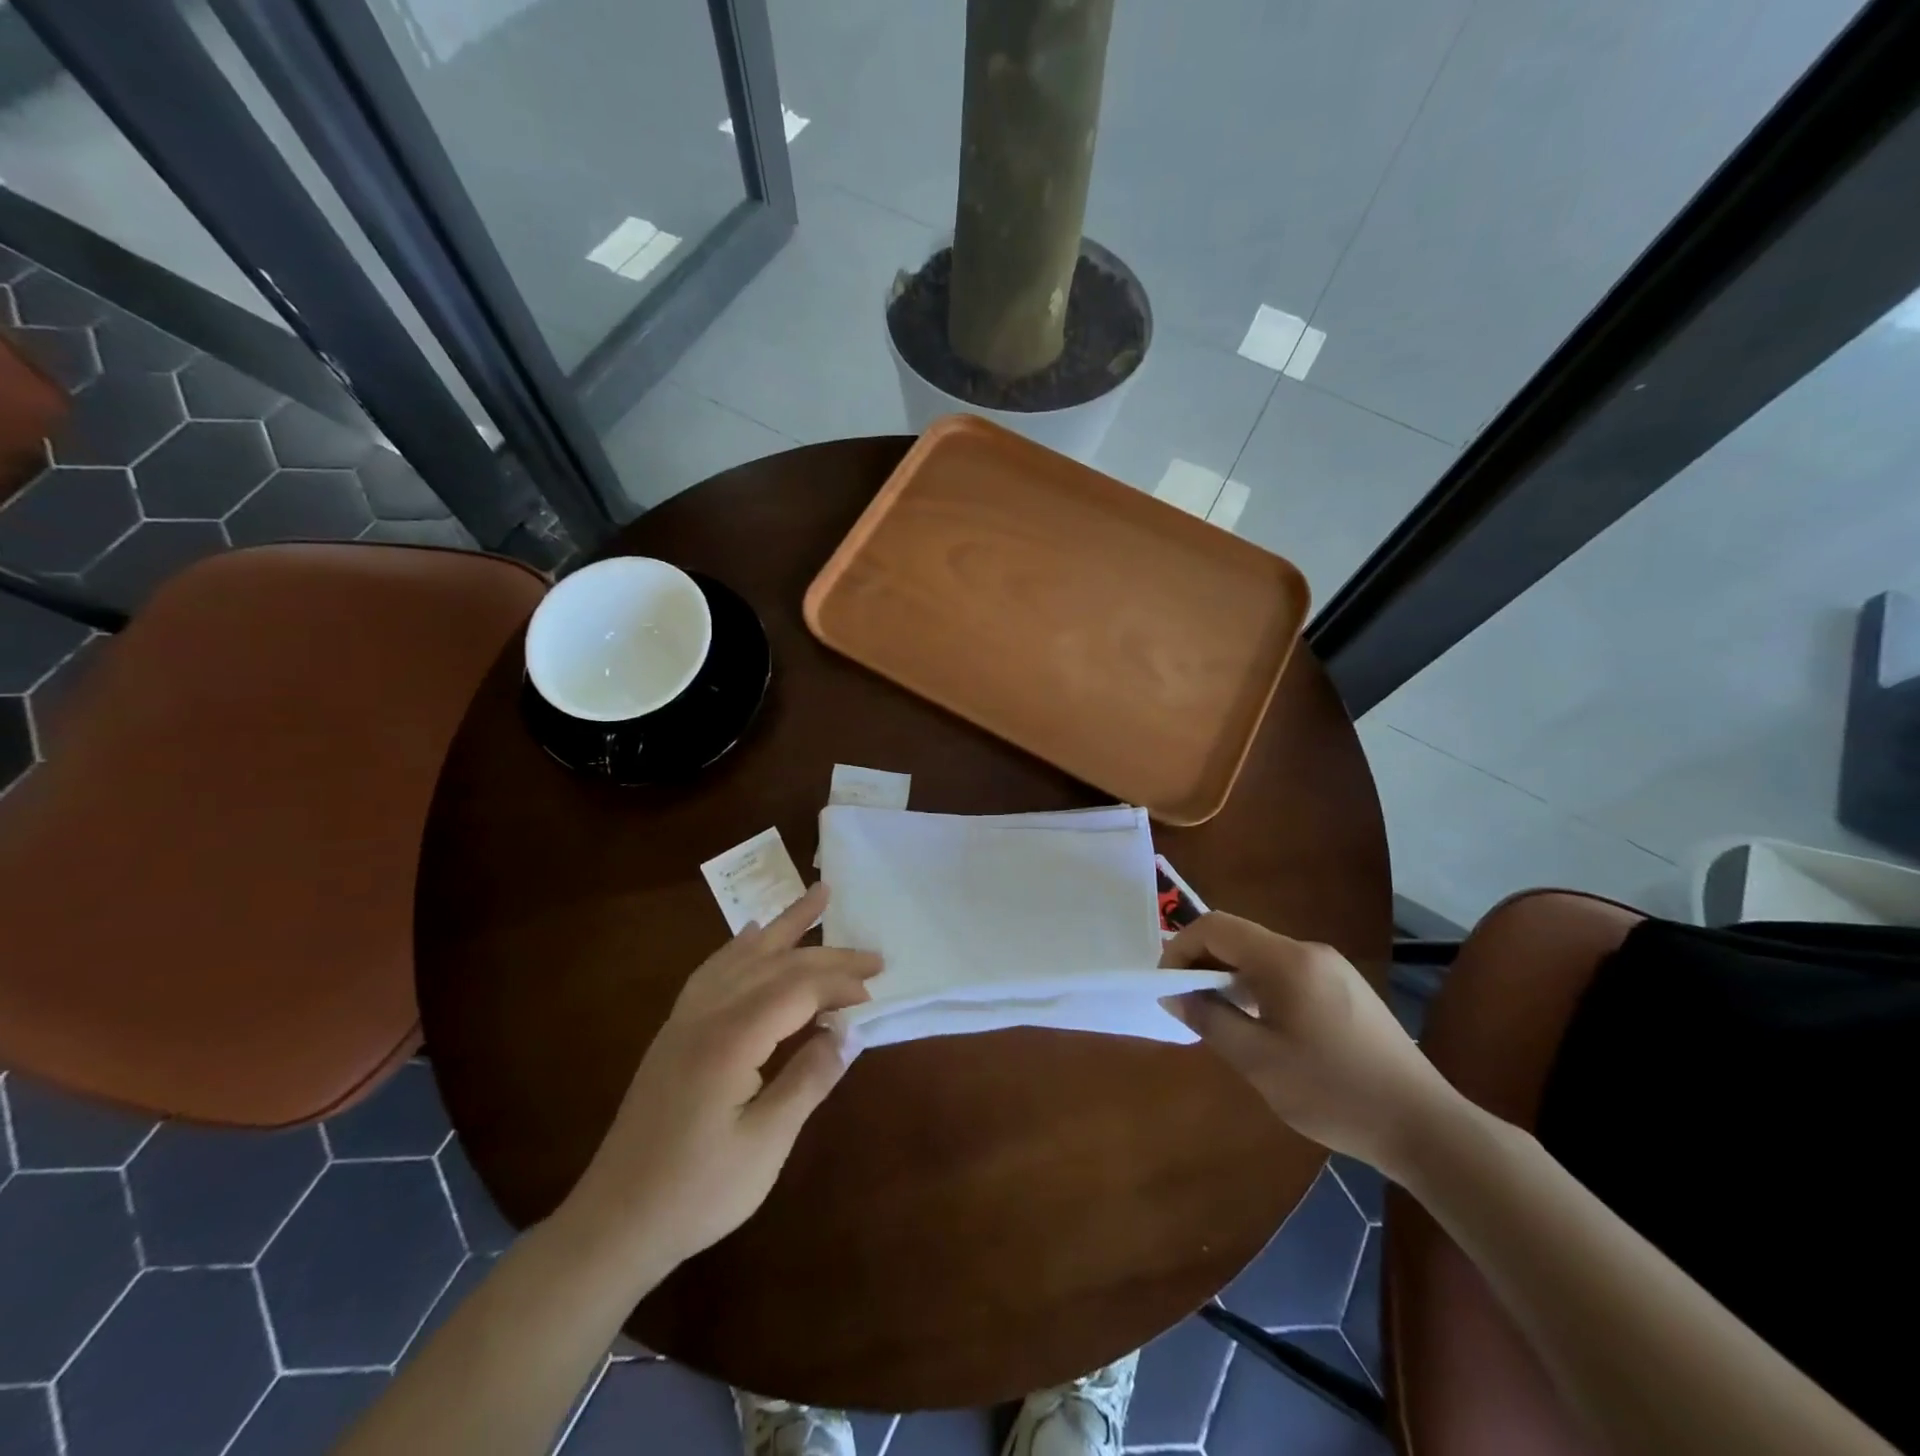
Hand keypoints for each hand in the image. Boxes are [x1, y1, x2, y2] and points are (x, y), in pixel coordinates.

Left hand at [560, 883, 879, 1273]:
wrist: (615, 1222)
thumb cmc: (697, 1192)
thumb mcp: (765, 1146)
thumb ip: (808, 1080)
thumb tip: (847, 1032)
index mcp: (730, 1039)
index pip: (797, 989)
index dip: (840, 986)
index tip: (875, 997)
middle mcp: (706, 1014)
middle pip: (776, 964)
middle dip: (828, 955)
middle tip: (875, 955)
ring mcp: (686, 1018)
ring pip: (744, 954)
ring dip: (784, 925)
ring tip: (818, 896)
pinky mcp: (676, 1031)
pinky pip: (714, 970)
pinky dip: (741, 945)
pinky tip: (752, 933)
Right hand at [1160, 913, 1460, 1180]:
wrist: (1426, 1127)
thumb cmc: (1335, 1092)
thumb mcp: (1259, 1061)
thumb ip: (1209, 1019)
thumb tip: (1172, 994)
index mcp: (1287, 960)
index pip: (1216, 927)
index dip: (1180, 948)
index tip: (1166, 987)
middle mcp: (1309, 951)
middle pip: (1239, 938)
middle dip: (1203, 963)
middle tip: (1185, 1004)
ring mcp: (1332, 968)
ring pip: (1261, 957)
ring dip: (1230, 977)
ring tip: (1217, 1019)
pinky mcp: (1346, 988)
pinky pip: (1286, 973)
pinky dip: (1258, 988)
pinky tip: (1260, 1027)